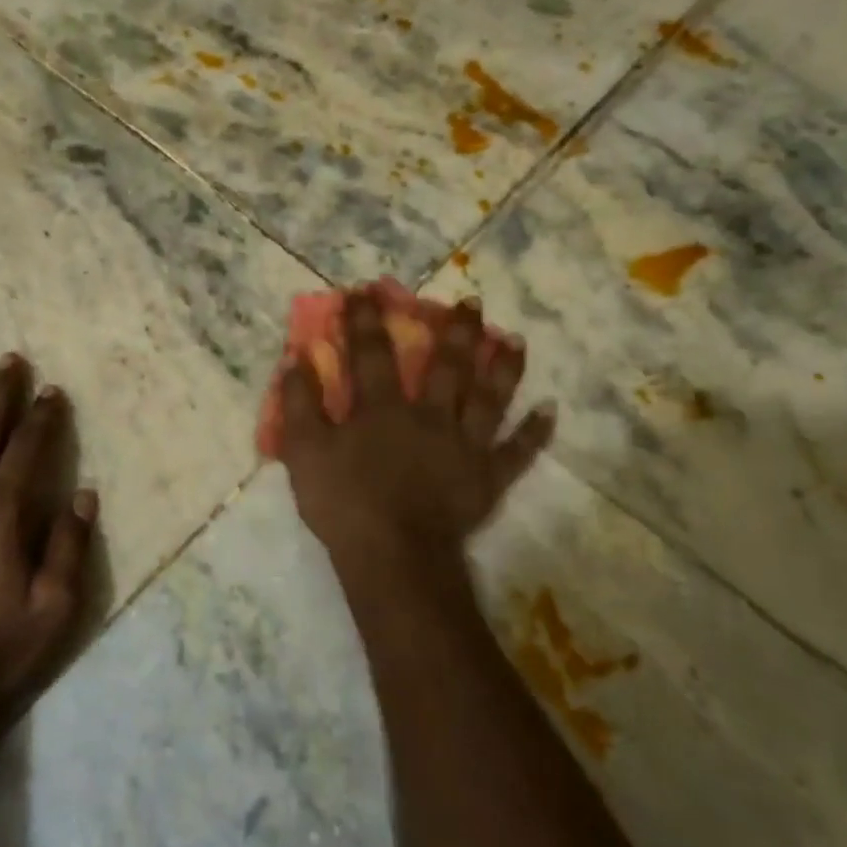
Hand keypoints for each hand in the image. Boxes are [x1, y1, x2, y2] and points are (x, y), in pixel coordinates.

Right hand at [278, 290, 553, 563]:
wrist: (393, 556)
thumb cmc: (344, 504)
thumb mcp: (304, 453)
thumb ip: (300, 404)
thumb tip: (296, 359)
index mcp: (382, 409)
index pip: (372, 354)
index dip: (366, 320)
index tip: (366, 290)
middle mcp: (429, 415)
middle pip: (446, 365)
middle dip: (455, 330)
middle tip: (470, 302)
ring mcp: (464, 445)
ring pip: (489, 397)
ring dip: (503, 367)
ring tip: (515, 339)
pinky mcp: (487, 477)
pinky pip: (517, 452)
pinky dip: (535, 433)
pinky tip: (550, 410)